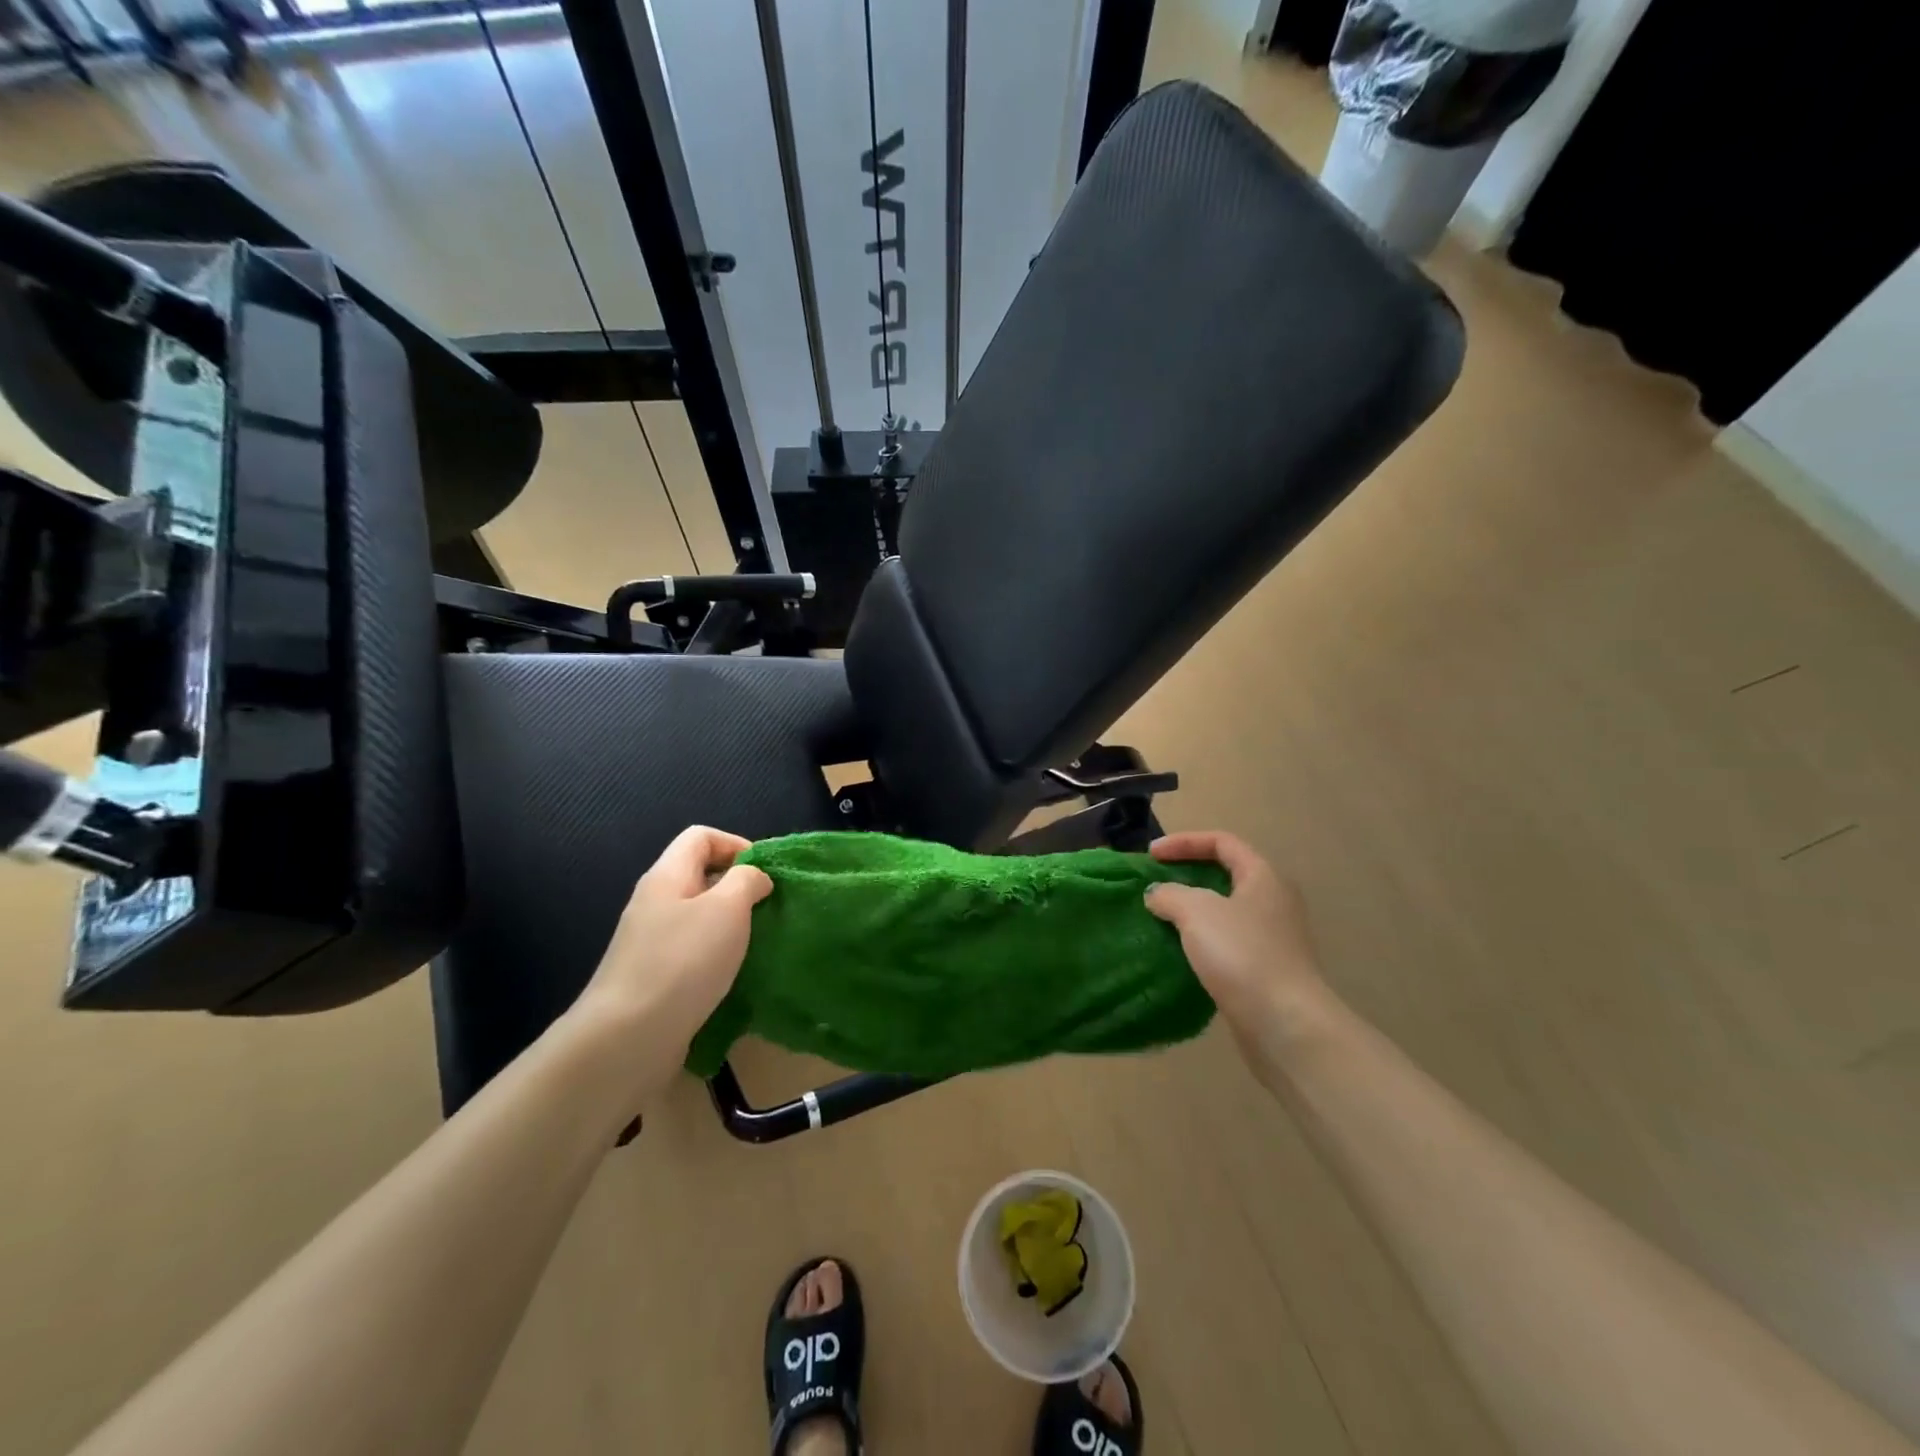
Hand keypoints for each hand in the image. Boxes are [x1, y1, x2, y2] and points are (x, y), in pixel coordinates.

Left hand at [574, 826, 771, 1063]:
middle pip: (700, 876)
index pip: (700, 837)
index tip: (765, 875)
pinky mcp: (654, 978)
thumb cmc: (682, 962)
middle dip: (739, 888)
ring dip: (731, 926)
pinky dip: (718, 957)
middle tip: (768, 910)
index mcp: (667, 876)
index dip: (736, 845)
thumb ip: (747, 881)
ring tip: (758, 944)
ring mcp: (650, 943)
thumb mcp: (727, 908)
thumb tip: (755, 877)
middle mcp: (654, 903)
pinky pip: (693, 953)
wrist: (627, 1038)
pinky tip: (735, 977)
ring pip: (699, 917)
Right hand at [1145, 830, 1334, 1065]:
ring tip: (1160, 919)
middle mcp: (1273, 902)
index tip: (1151, 855)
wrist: (1285, 1025)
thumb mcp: (1196, 912)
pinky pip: (1227, 944)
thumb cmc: (1242, 954)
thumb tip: (1158, 894)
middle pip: (1226, 875)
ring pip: (1225, 912)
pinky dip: (1201, 941)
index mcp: (1263, 877)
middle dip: (1187, 875)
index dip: (1184, 841)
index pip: (1222, 842)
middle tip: (1155, 885)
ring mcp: (1273, 939)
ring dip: (1191, 912)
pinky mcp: (1265, 971)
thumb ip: (1170, 894)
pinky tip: (1179, 953)